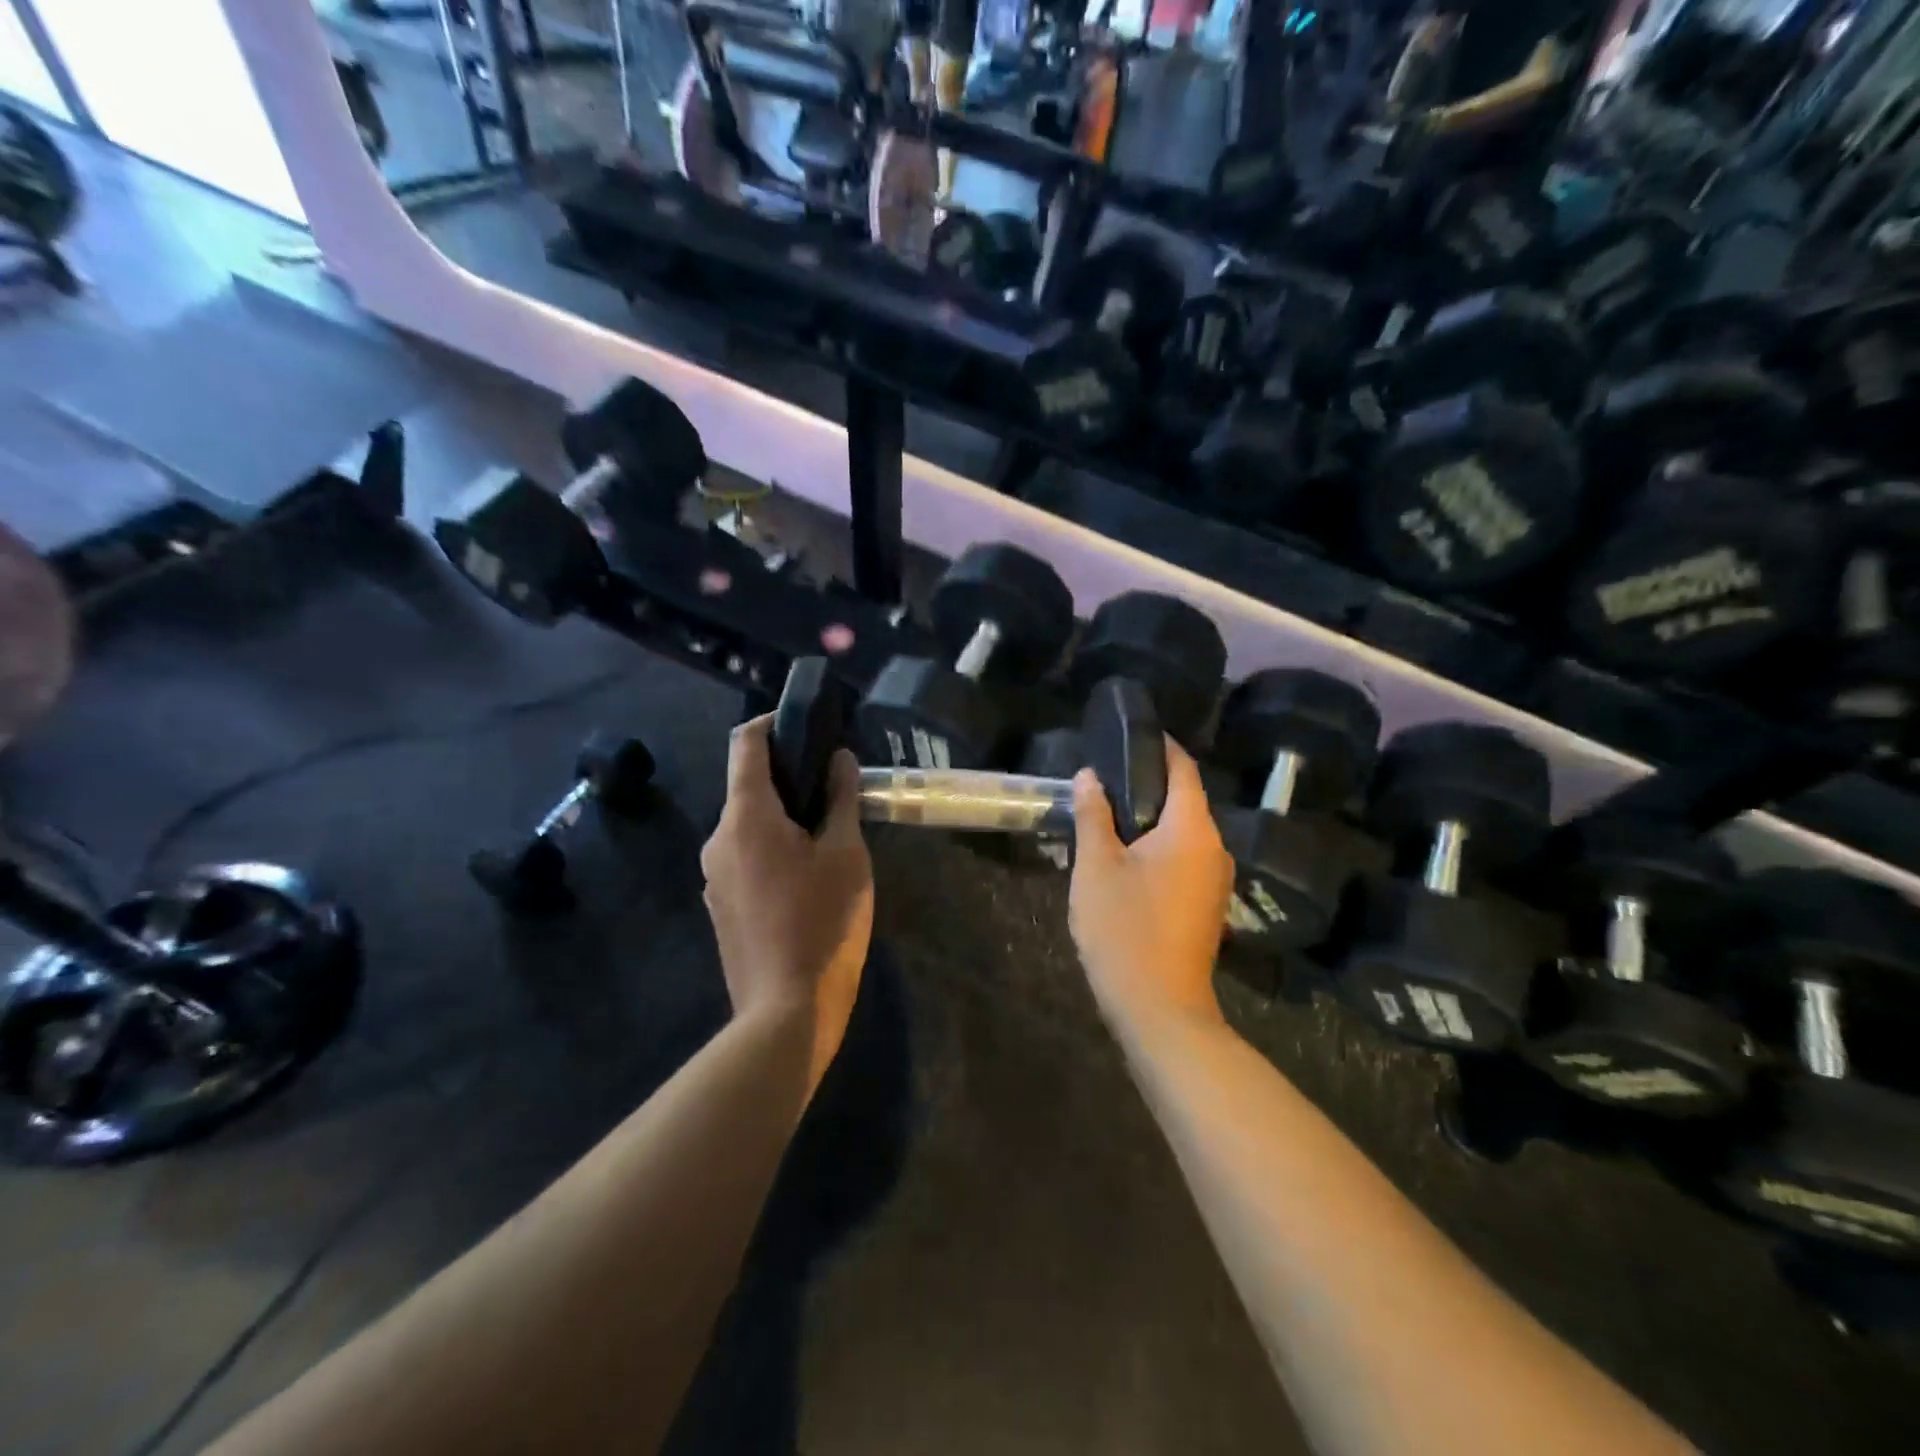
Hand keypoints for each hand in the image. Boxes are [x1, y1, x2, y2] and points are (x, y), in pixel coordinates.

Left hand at [700, 716, 873, 1090]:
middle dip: (788, 776)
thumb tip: (839, 759)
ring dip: (783, 816)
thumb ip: (841, 797)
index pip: (745, 743)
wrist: (786, 1011)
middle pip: (748, 786)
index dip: (772, 722)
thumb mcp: (846, 853)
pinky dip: (773, 848)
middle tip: (834, 787)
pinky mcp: (721, 906)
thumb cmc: (823, 922)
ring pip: (748, 825)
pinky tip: (807, 876)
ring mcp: (714, 875)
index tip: (805, 725)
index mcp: (746, 816)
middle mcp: (719, 838)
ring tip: (828, 833)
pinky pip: (745, 857)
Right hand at [1068, 738, 1232, 1029]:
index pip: (1183, 768)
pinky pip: (1184, 857)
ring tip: (1107, 813)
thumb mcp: (1097, 866)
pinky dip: (1158, 846)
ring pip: (1183, 831)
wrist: (1159, 1008)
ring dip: (1150, 818)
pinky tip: (1126, 855)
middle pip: (1184, 799)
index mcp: (1192, 829)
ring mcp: (1214, 879)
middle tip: (1104, 777)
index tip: (1130, 733)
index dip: (1159, 746)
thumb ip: (1094, 815)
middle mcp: (1214, 848)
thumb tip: (1090, 777)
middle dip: (1147, 783)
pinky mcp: (1206, 904)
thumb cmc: (1125, 929)